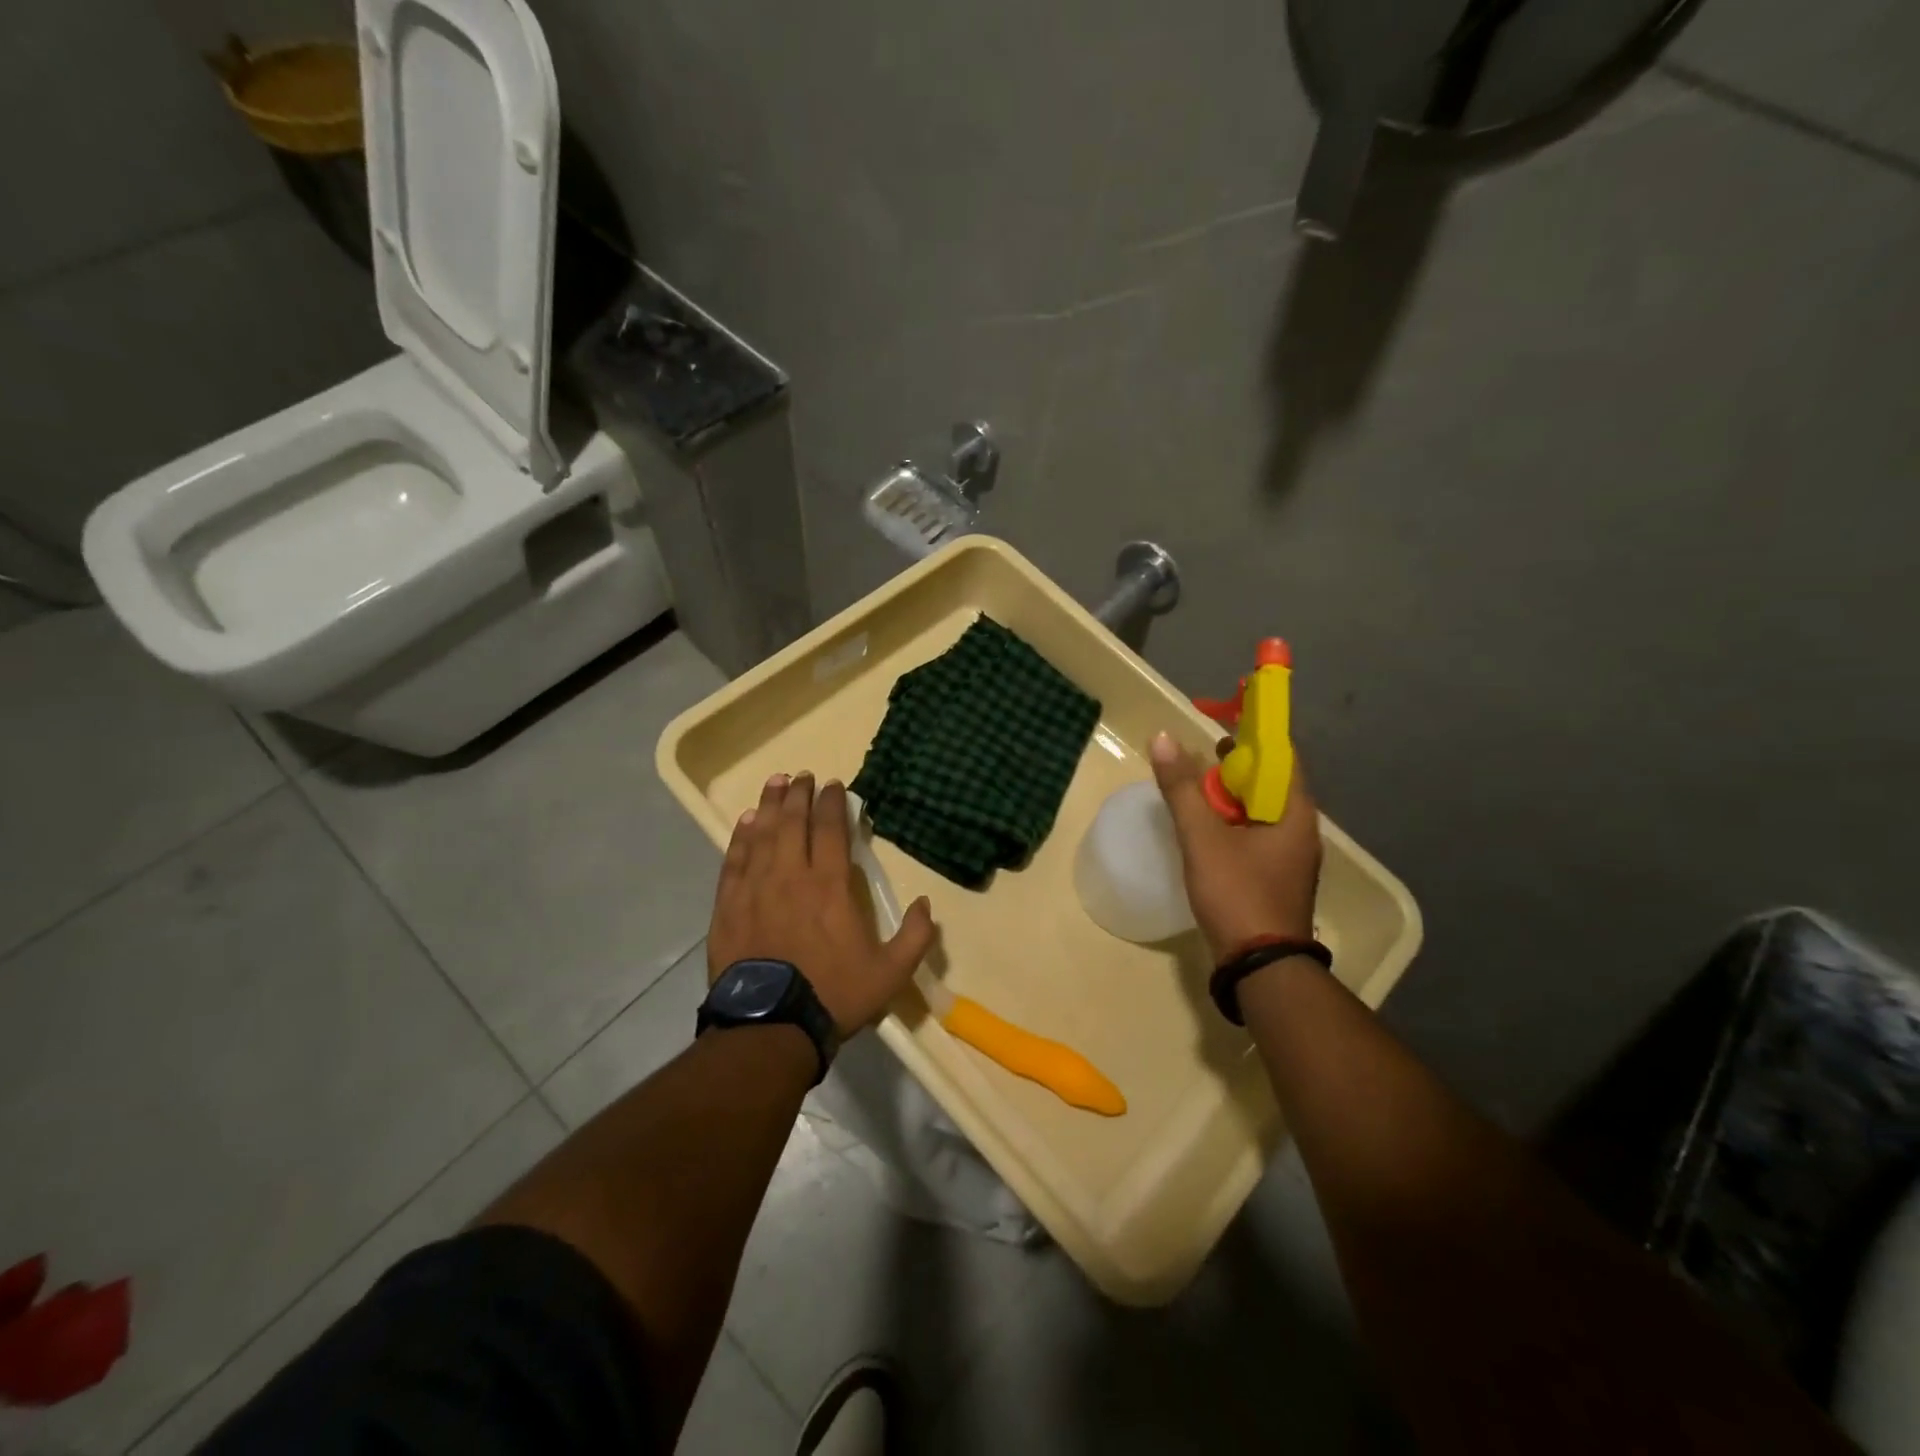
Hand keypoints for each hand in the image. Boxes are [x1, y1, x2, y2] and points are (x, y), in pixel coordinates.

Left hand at [709, 772, 937, 1036]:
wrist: (770, 1026)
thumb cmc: (833, 995)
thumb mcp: (890, 973)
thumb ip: (914, 936)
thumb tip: (925, 904)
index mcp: (829, 886)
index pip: (830, 830)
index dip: (832, 803)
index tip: (834, 785)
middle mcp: (791, 876)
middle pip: (793, 823)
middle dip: (799, 794)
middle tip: (802, 775)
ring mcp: (755, 888)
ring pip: (762, 834)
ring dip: (770, 805)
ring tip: (775, 782)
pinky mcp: (728, 905)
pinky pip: (734, 860)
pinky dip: (741, 837)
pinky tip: (746, 822)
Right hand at [1149, 732, 1321, 960]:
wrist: (1261, 967)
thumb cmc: (1238, 894)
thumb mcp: (1202, 838)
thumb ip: (1182, 788)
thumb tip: (1163, 737)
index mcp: (1294, 813)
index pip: (1282, 756)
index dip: (1253, 737)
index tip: (1219, 729)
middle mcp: (1300, 830)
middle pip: (1271, 782)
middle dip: (1236, 767)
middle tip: (1200, 759)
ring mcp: (1290, 857)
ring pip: (1261, 811)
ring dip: (1232, 796)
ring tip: (1197, 791)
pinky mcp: (1276, 878)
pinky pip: (1256, 835)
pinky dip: (1233, 823)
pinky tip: (1207, 831)